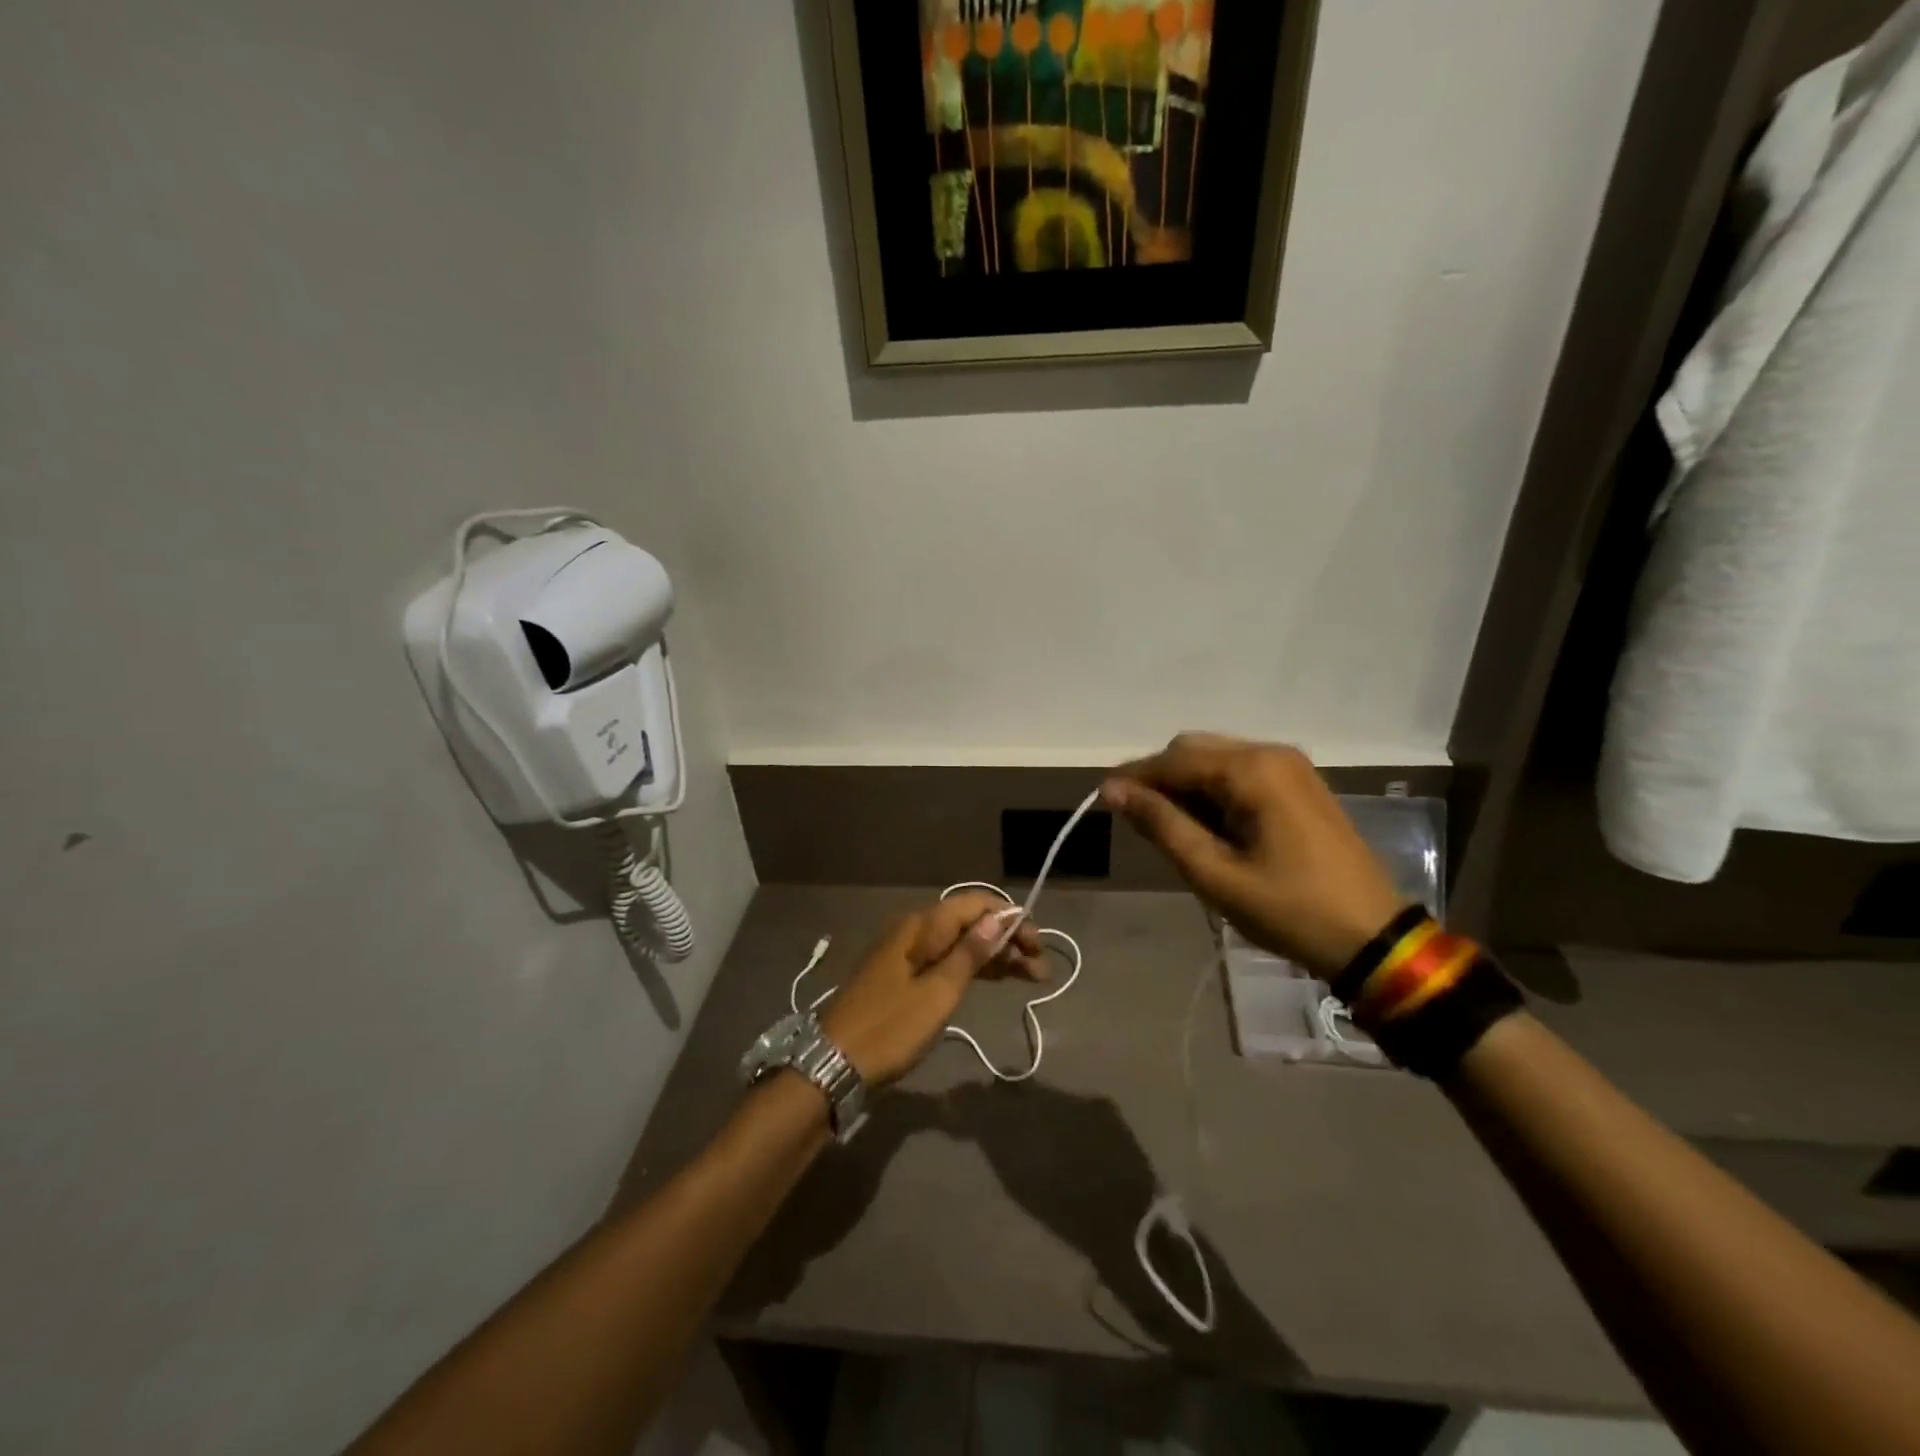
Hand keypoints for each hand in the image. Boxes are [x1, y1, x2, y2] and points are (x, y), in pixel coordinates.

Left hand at [819, 893, 1045, 1087]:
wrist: (832, 1065)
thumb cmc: (889, 1029)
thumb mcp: (937, 994)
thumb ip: (969, 954)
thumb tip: (998, 917)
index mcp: (920, 926)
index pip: (974, 904)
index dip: (1010, 918)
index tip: (1037, 946)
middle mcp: (914, 931)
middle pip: (969, 923)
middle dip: (1007, 940)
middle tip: (1040, 970)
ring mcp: (906, 954)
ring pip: (960, 943)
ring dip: (994, 956)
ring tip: (1031, 977)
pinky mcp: (903, 977)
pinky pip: (945, 961)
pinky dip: (972, 969)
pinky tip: (996, 979)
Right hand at [1103, 734, 1406, 977]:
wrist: (1372, 939)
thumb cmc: (1289, 910)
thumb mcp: (1215, 873)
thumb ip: (1162, 825)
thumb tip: (1114, 790)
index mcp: (1252, 770)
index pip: (1174, 760)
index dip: (1134, 778)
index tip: (1102, 801)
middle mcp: (1271, 753)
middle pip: (1194, 750)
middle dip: (1160, 779)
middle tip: (1138, 822)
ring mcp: (1291, 767)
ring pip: (1217, 760)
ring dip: (1186, 786)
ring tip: (1171, 830)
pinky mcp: (1300, 785)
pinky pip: (1241, 773)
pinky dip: (1213, 792)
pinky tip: (1207, 826)